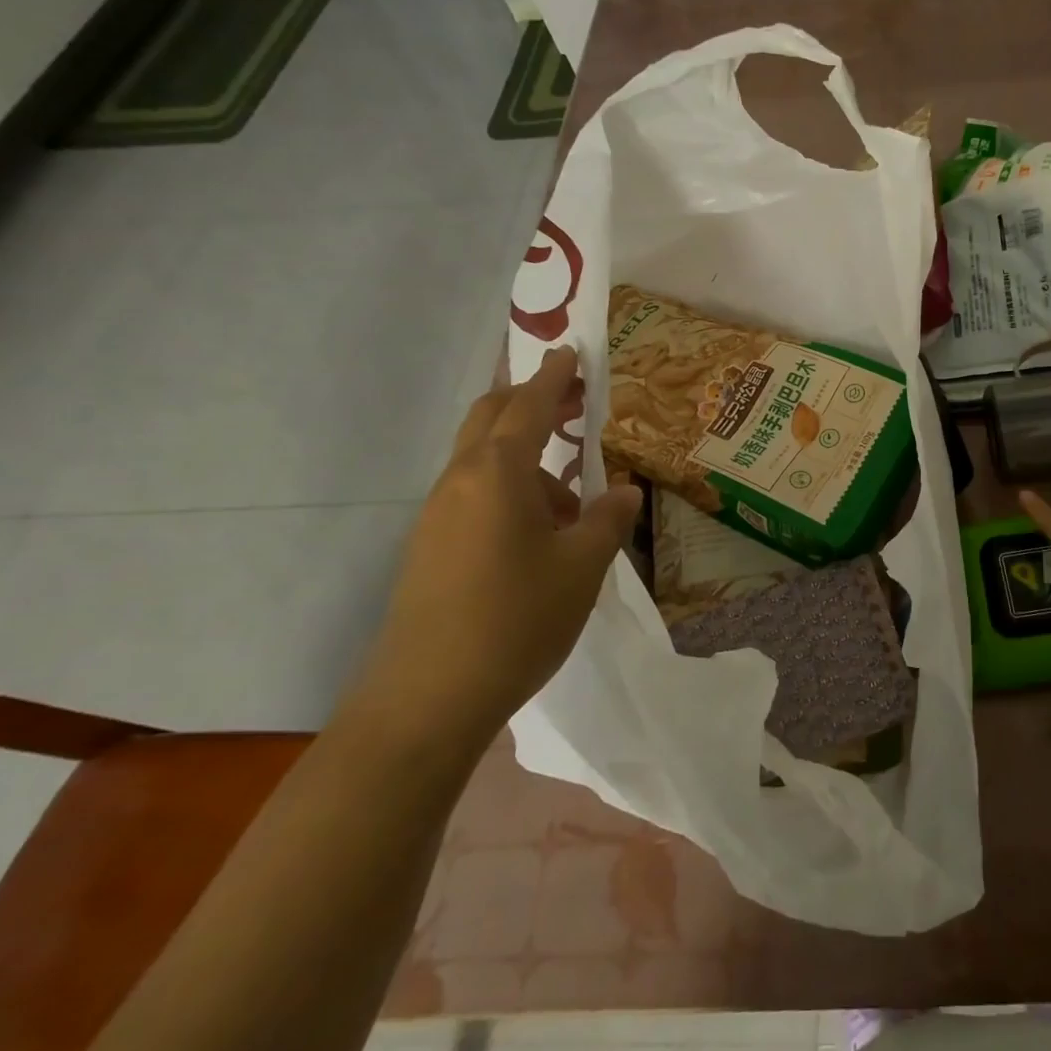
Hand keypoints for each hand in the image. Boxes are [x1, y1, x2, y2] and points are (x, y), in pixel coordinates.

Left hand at [346, 347, 641, 754]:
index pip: (527, 406)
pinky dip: (511, 491)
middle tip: (574, 403)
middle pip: (490, 419)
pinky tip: (542, 533)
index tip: (571, 351)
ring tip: (574, 496)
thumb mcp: (582, 566)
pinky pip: (475, 496)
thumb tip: (623, 490)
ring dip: (527, 458)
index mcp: (497, 474)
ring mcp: (437, 516)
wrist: (427, 699)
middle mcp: (459, 482)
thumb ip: (607, 518)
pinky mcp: (430, 548)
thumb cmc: (516, 619)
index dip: (553, 376)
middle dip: (530, 402)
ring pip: (483, 461)